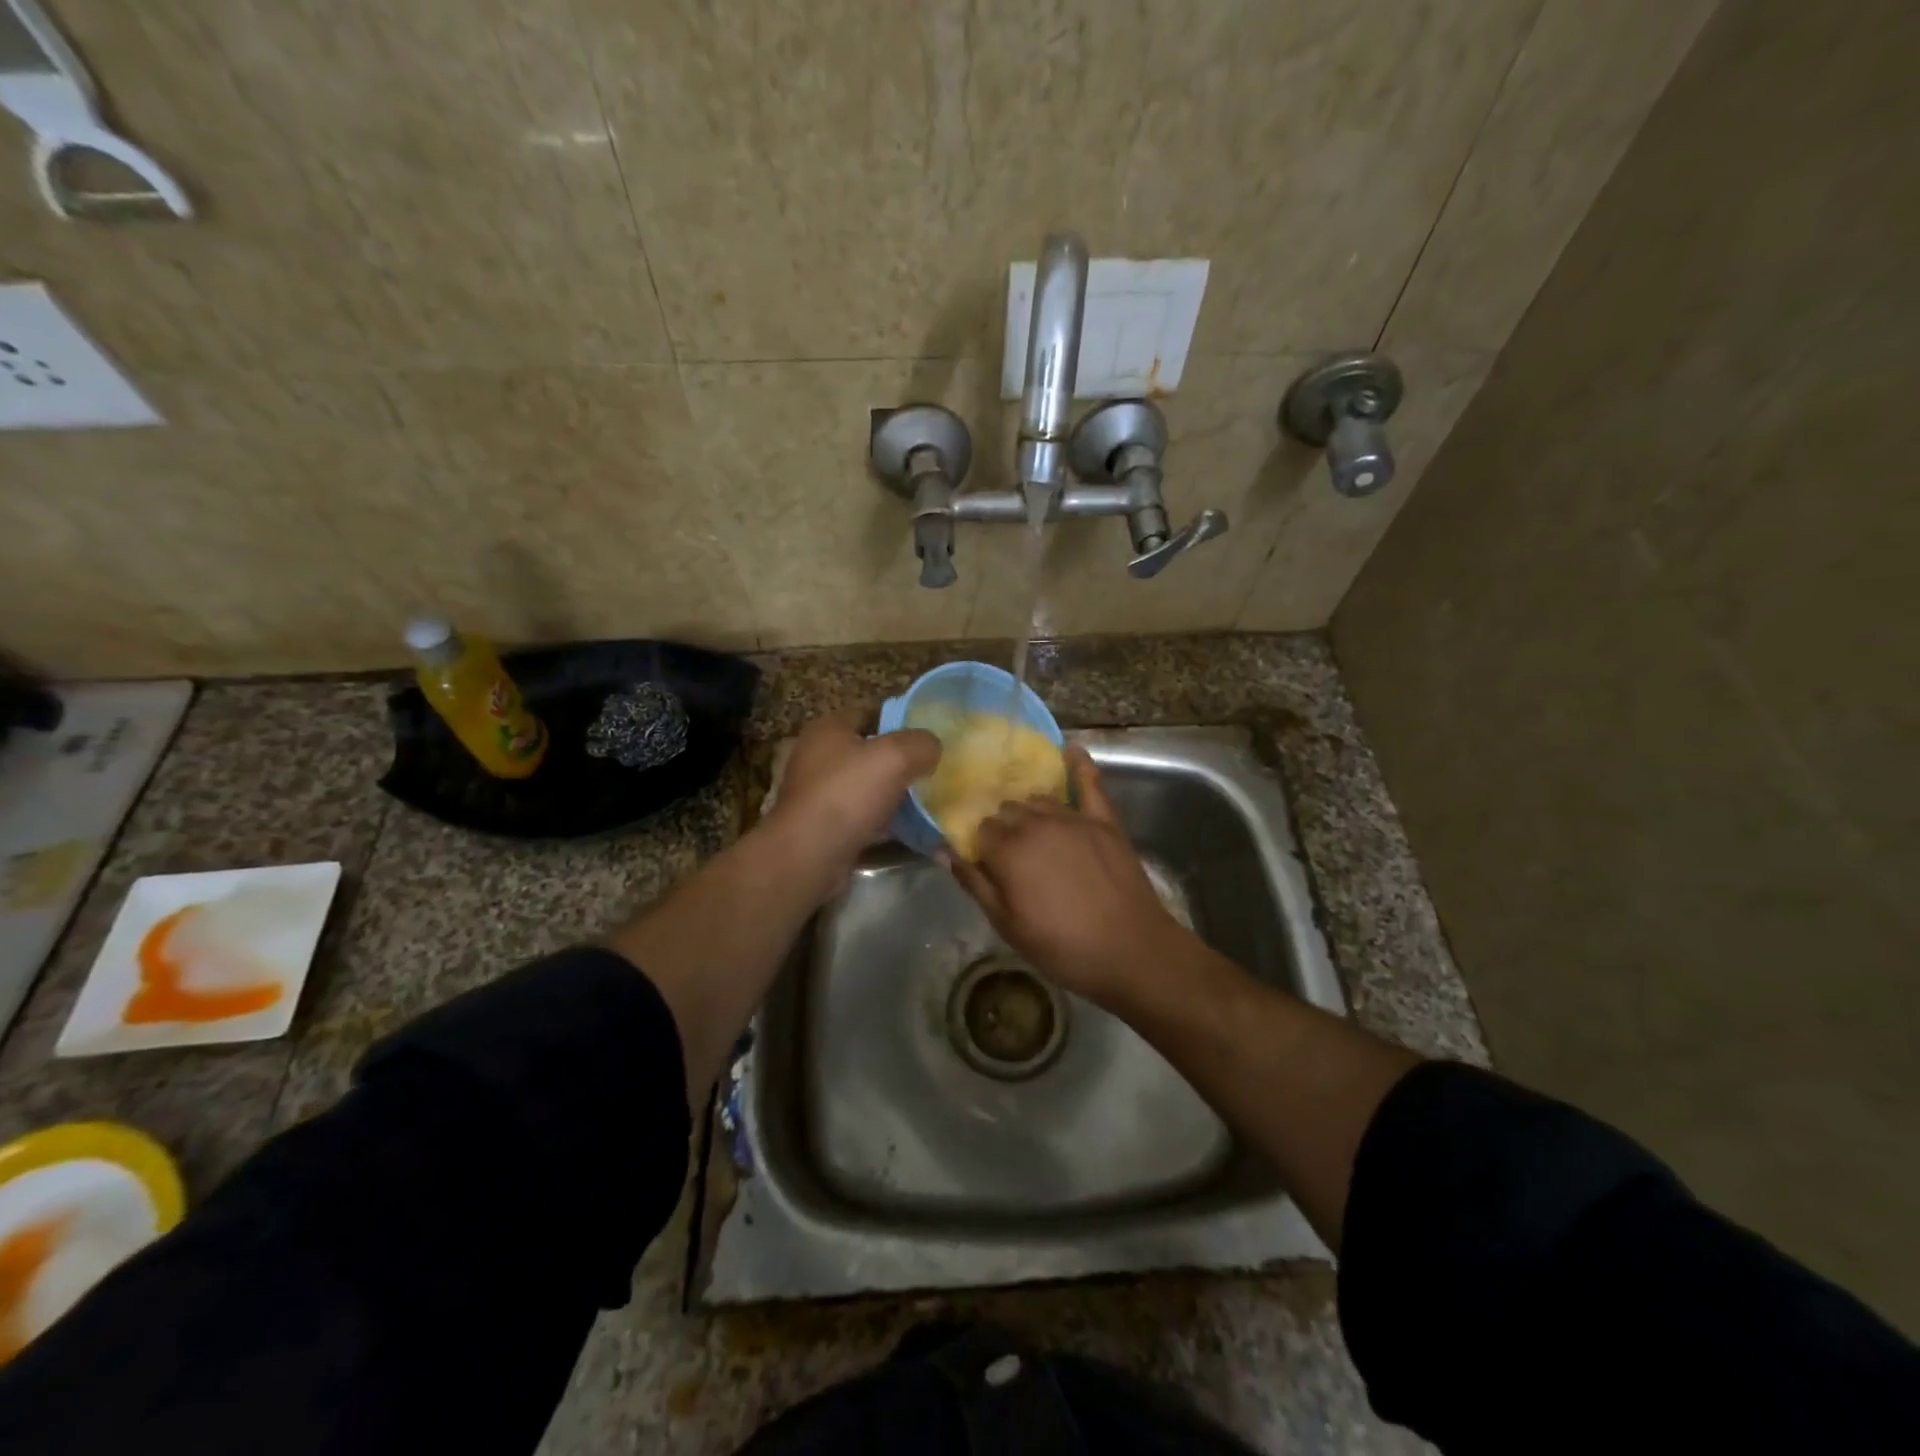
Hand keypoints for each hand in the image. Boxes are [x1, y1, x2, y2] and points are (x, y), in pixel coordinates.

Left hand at [763, 708, 939, 898]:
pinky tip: (917, 833)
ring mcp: (822, 794)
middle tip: (935, 769)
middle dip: (903, 762)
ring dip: (898, 796)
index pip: (871, 712)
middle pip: (872, 752)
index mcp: (829, 729)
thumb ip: (921, 743)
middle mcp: (820, 757)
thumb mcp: (895, 756)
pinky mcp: (827, 827)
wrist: (809, 856)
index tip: (931, 735)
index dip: (902, 720)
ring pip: (871, 788)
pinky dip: (890, 824)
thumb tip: (932, 747)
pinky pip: (867, 819)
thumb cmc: (847, 794)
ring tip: (932, 802)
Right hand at [947, 747, 1187, 1006]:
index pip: (980, 829)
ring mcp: (1073, 818)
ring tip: (1032, 830)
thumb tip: (943, 850)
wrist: (1130, 951)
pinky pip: (1090, 783)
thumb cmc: (1062, 946)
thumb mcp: (1007, 925)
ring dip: (1030, 810)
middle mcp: (1036, 823)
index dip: (980, 846)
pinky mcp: (1104, 820)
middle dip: (1002, 827)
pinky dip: (1080, 764)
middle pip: (1007, 810)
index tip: (984, 862)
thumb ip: (974, 882)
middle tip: (1009, 854)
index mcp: (1008, 850)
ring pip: (1038, 799)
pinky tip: (1071, 749)